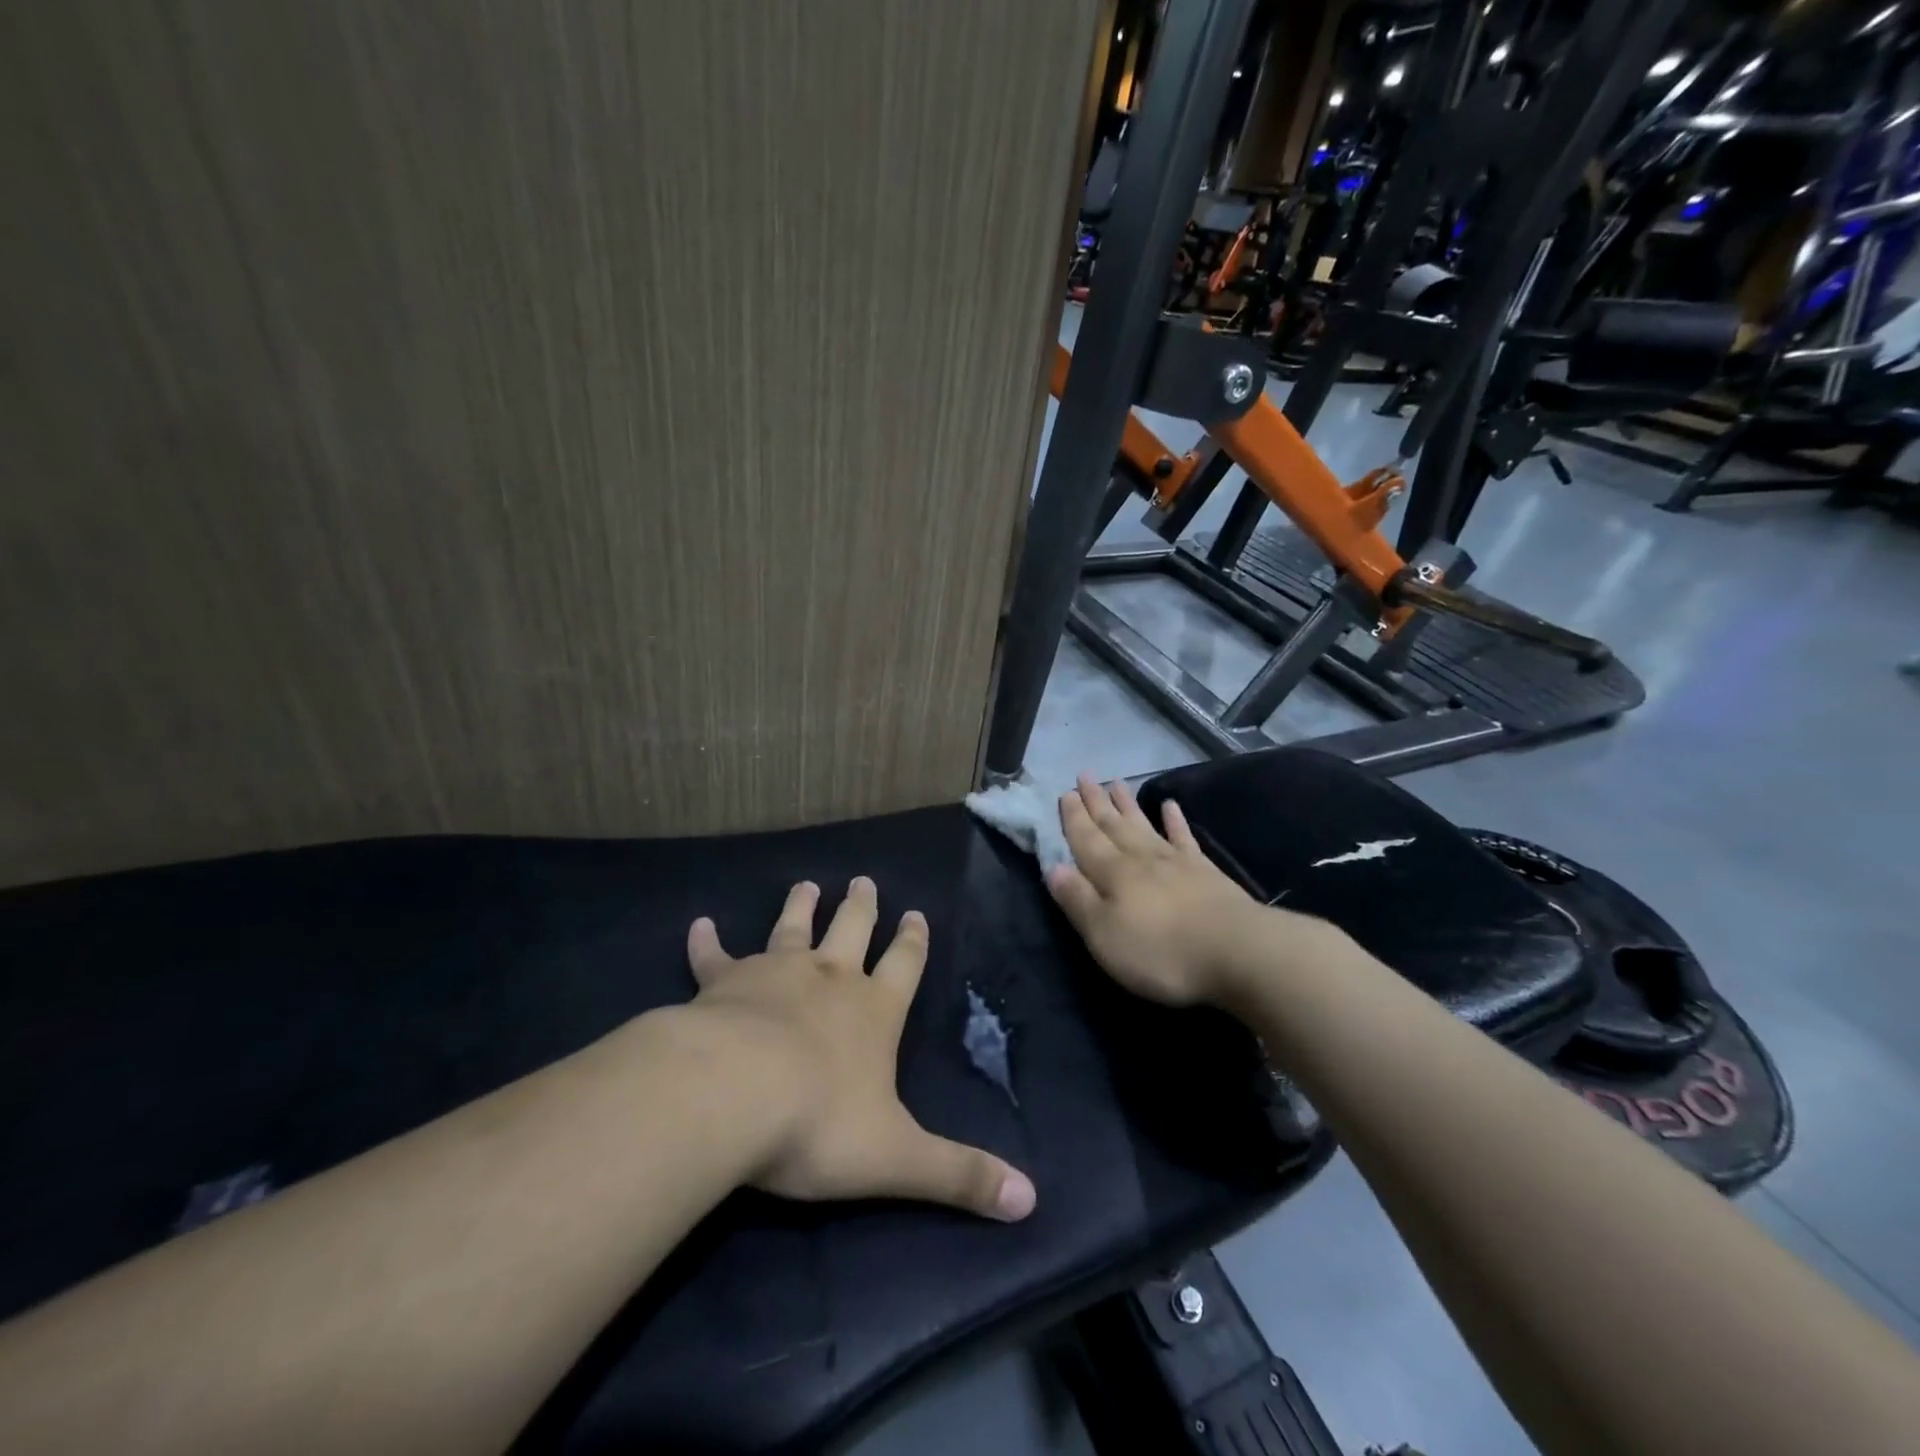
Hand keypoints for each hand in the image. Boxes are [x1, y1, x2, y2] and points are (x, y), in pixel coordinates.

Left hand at [685, 877, 1036, 1222]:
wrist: (731, 1095)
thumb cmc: (818, 1124)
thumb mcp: (898, 1158)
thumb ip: (960, 1175)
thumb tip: (1030, 1200)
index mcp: (873, 1011)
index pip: (904, 965)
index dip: (913, 940)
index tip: (916, 912)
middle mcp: (829, 979)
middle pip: (851, 930)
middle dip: (861, 907)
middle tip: (864, 880)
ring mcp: (774, 973)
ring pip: (792, 929)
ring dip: (800, 907)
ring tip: (806, 884)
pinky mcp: (723, 983)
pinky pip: (715, 958)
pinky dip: (707, 942)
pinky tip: (698, 925)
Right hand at [1046, 776, 1273, 1007]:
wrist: (1236, 952)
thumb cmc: (1160, 951)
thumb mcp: (1103, 934)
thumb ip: (1077, 900)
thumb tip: (1053, 868)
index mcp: (1112, 873)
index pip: (1086, 839)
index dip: (1073, 818)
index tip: (1065, 792)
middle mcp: (1140, 858)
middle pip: (1113, 825)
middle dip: (1095, 802)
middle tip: (1084, 776)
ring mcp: (1176, 862)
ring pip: (1143, 825)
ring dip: (1127, 804)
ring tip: (1115, 782)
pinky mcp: (1205, 872)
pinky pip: (1184, 838)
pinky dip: (1175, 820)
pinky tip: (1170, 805)